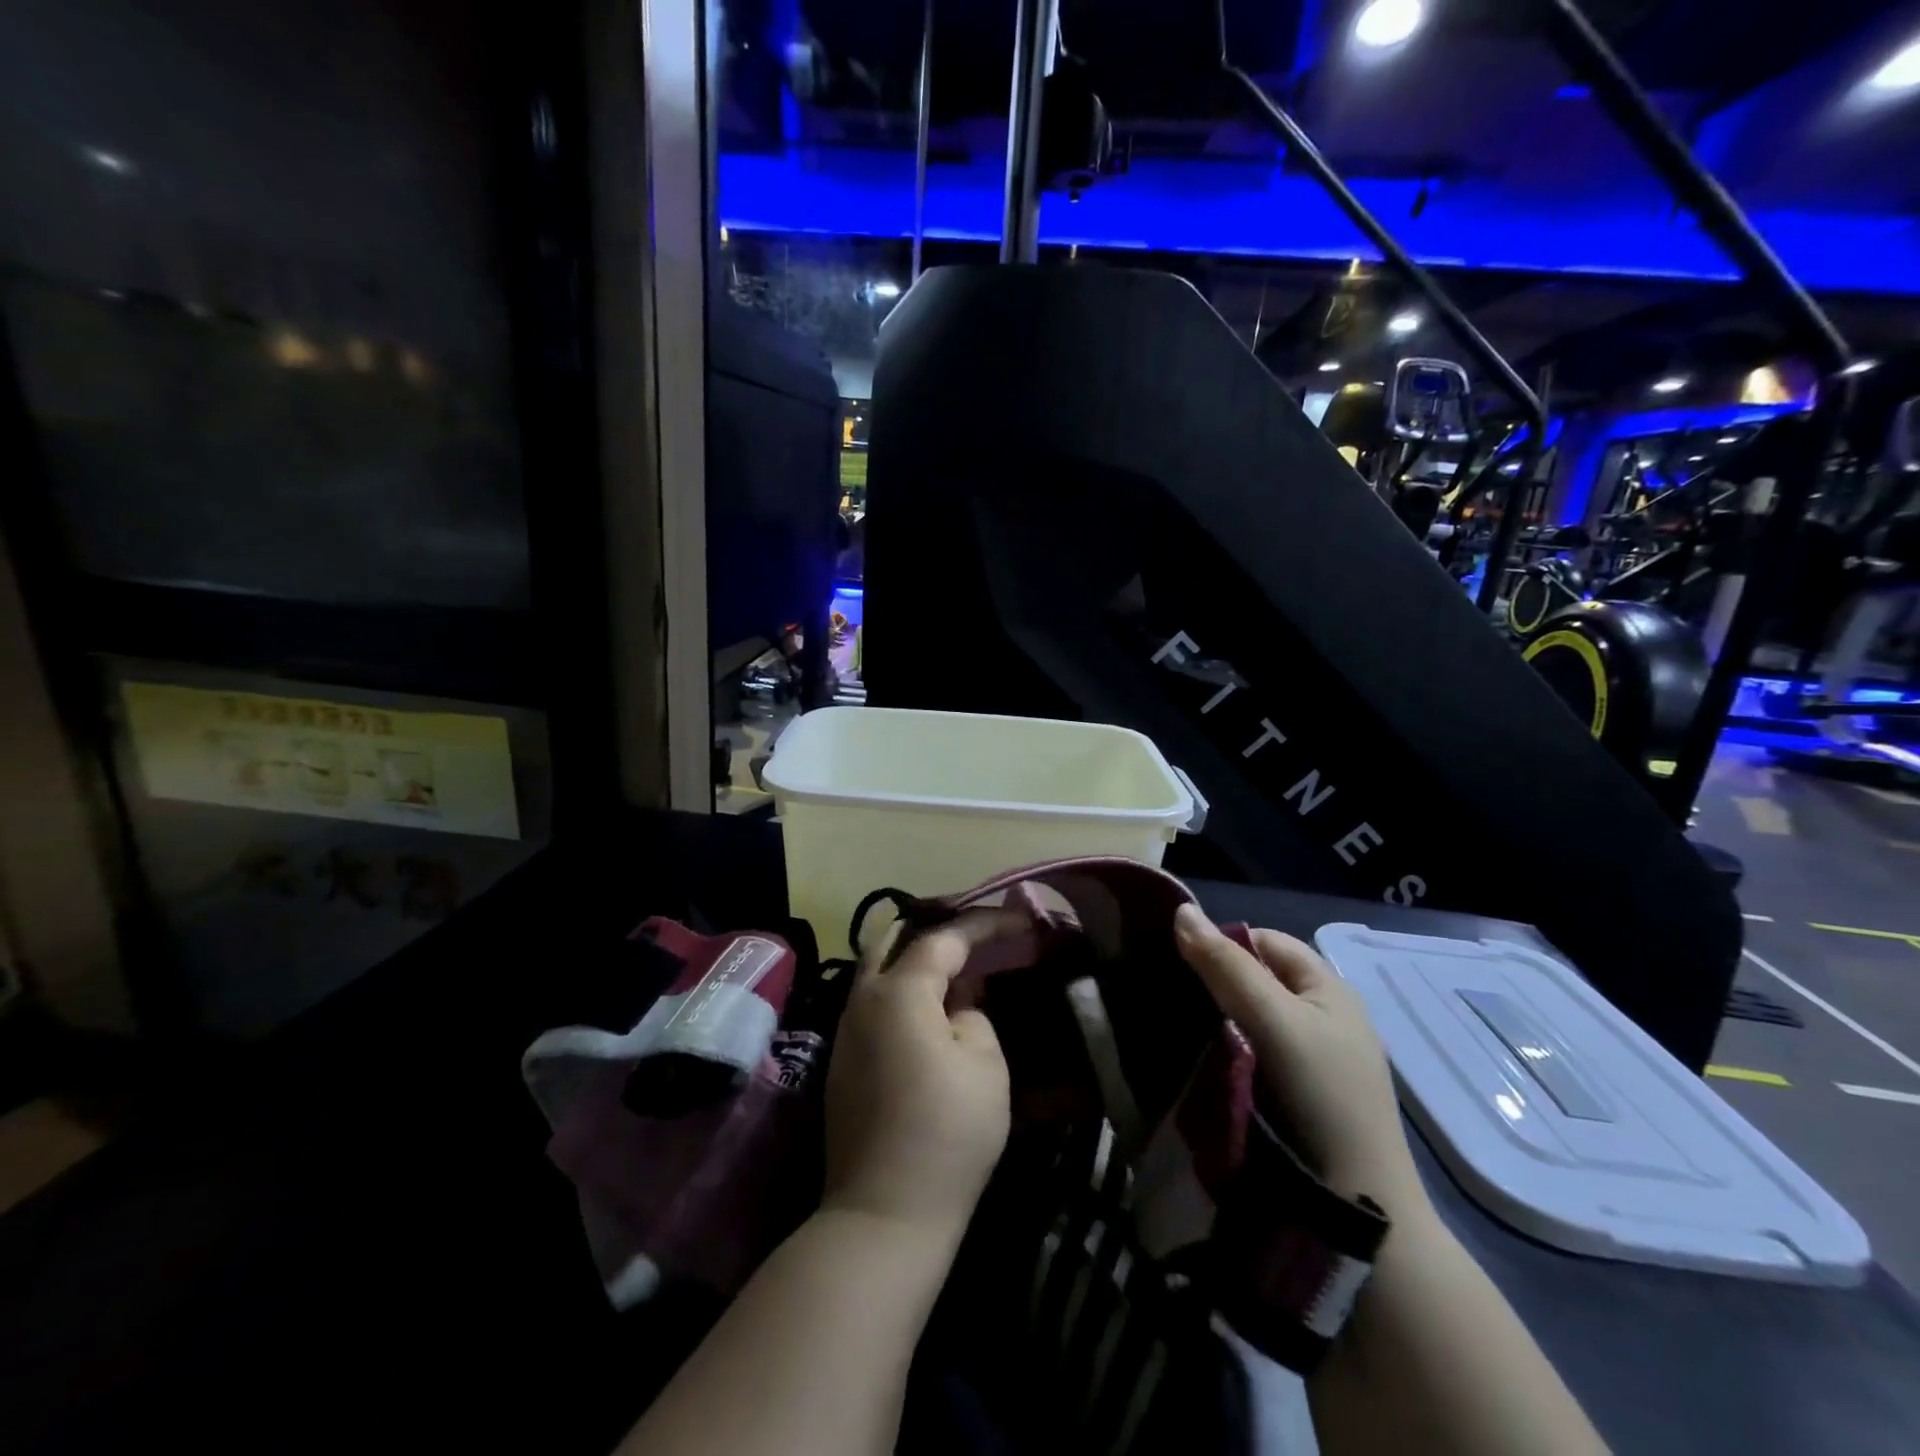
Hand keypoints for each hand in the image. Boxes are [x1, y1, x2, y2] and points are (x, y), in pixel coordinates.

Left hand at [821, 910, 1019, 1243]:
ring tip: (961, 967)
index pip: (945, 937)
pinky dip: (904, 990)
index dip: (985, 924)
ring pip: (880, 970)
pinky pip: (874, 1002)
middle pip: (897, 940)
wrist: (883, 1214)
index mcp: (899, 991)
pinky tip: (932, 1009)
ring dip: (918, 960)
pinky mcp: (842, 1060)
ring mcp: (846, 1029)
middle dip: (940, 930)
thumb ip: (974, 1016)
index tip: (1022, 920)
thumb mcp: (985, 1064)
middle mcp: (863, 998)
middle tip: (979, 934)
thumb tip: (957, 1007)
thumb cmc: (947, 1133)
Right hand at [1173, 905, 1428, 1217]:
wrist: (1359, 1211)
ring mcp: (1313, 1060)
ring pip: (1251, 1018)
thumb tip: (1180, 910)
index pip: (1265, 941)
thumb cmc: (1322, 1098)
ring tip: (1178, 1028)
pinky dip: (1228, 1051)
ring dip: (1218, 1020)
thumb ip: (1226, 966)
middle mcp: (1323, 1016)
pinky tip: (1203, 1063)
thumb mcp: (1274, 1021)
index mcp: (1328, 988)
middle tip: (1172, 998)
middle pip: (1257, 979)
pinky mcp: (1299, 1095)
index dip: (1222, 944)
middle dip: (1215, 983)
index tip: (1178, 964)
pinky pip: (1254, 1053)